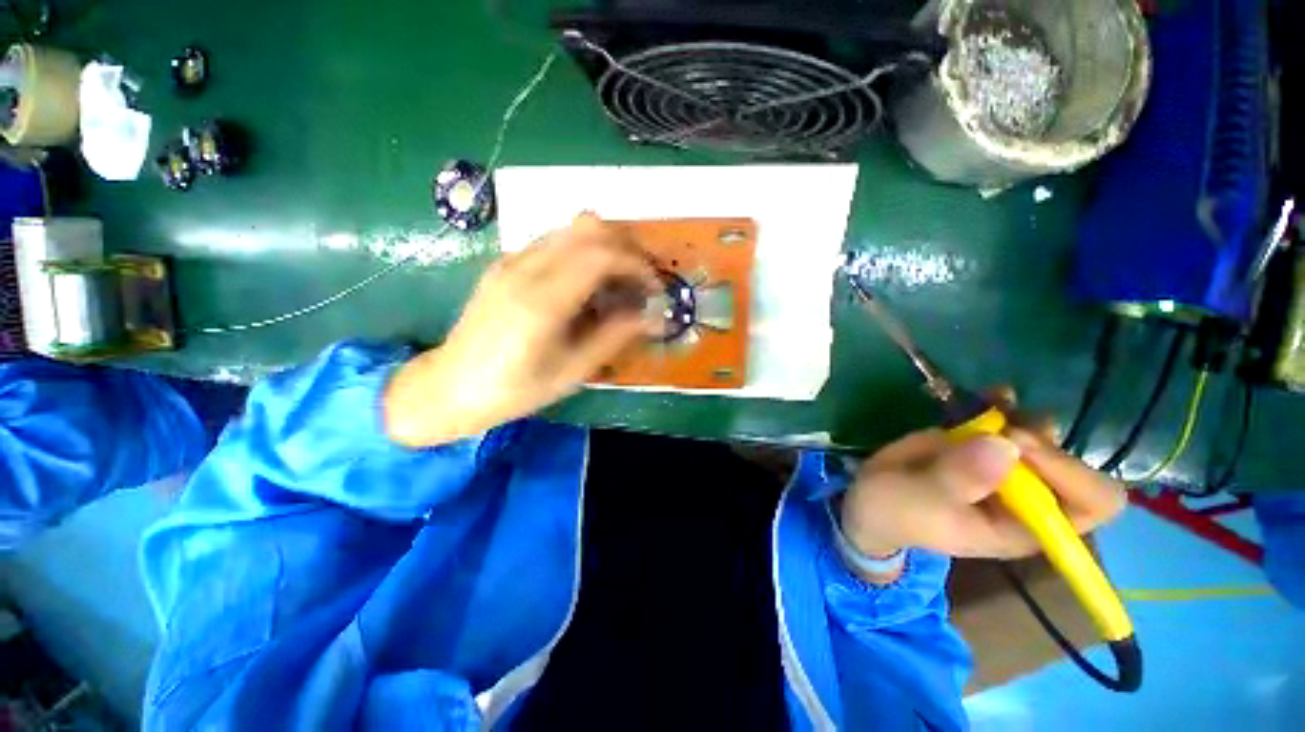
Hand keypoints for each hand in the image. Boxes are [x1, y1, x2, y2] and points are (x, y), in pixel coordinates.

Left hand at [385, 214, 658, 446]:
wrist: (450, 386)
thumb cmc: (514, 390)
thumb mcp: (572, 372)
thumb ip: (615, 337)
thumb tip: (653, 317)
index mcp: (541, 301)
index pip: (601, 254)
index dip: (638, 265)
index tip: (656, 289)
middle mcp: (525, 268)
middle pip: (589, 228)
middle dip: (628, 248)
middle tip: (643, 281)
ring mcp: (512, 261)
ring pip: (573, 229)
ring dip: (607, 248)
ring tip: (621, 285)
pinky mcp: (506, 263)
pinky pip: (556, 242)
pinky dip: (585, 254)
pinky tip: (589, 286)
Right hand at [839, 394, 1125, 577]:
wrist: (870, 496)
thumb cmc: (896, 511)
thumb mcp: (919, 502)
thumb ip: (957, 479)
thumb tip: (1005, 445)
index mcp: (1024, 527)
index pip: (1091, 504)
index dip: (1069, 473)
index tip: (1019, 445)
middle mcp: (1028, 498)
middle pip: (1072, 464)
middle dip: (1042, 441)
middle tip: (1002, 427)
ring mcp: (1005, 469)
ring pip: (1042, 437)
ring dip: (1023, 418)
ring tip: (994, 403)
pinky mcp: (980, 445)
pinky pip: (1005, 420)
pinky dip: (1003, 404)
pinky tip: (991, 393)